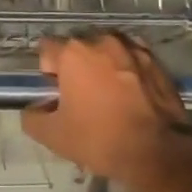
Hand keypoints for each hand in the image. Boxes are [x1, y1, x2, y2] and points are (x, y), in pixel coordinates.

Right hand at [21, 34, 191, 191]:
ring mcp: (131, 47)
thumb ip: (33, 118)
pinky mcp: (155, 60)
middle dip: (75, 65)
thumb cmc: (101, 139)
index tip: (56, 93)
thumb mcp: (54, 137)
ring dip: (102, 64)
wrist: (159, 152)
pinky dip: (126, 69)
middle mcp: (101, 40)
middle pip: (78, 46)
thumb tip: (33, 109)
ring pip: (106, 49)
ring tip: (108, 94)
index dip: (47, 71)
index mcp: (73, 52)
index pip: (46, 49)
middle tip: (80, 96)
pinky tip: (130, 94)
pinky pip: (131, 58)